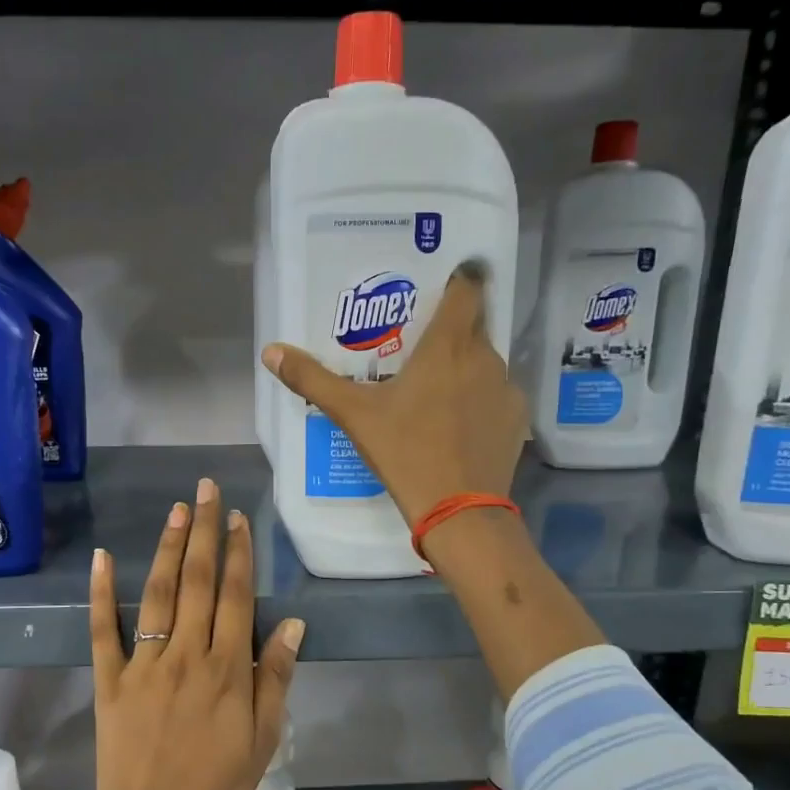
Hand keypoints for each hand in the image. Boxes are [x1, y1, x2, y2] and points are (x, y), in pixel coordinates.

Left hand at [86, 477, 304, 789]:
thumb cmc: (215, 786)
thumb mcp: (263, 739)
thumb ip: (275, 678)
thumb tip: (293, 625)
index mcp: (226, 669)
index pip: (236, 596)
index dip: (239, 553)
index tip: (237, 518)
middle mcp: (186, 654)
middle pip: (198, 582)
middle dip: (204, 531)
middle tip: (206, 490)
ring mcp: (144, 663)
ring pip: (158, 593)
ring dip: (167, 548)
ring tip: (175, 510)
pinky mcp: (110, 678)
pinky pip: (104, 630)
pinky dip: (101, 593)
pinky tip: (102, 558)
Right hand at [262, 259, 525, 522]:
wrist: (459, 510)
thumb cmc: (404, 452)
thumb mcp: (353, 415)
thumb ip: (313, 380)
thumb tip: (271, 352)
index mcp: (448, 345)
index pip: (466, 289)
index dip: (458, 280)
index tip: (442, 285)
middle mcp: (485, 357)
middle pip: (474, 327)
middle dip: (451, 331)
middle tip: (420, 349)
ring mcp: (506, 389)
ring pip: (485, 364)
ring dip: (465, 369)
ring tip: (437, 393)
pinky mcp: (518, 420)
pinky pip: (497, 397)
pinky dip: (480, 402)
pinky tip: (459, 427)